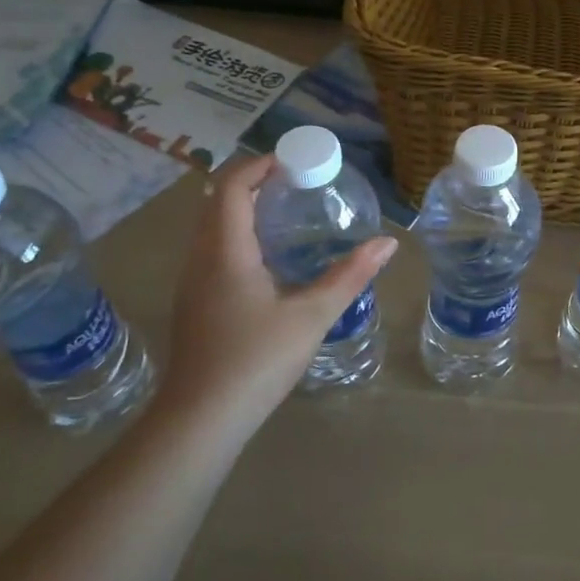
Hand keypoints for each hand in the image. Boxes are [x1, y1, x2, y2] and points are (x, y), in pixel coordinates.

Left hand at [160, 152, 396, 429]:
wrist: (200, 419)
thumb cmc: (256, 360)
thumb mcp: (311, 316)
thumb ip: (349, 276)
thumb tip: (388, 242)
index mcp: (226, 251)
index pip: (232, 187)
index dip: (258, 165)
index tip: (294, 160)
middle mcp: (201, 258)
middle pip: (217, 201)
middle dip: (253, 182)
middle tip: (295, 182)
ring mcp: (191, 283)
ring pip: (210, 227)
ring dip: (241, 208)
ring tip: (284, 211)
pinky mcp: (193, 304)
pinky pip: (210, 250)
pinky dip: (235, 234)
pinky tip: (265, 258)